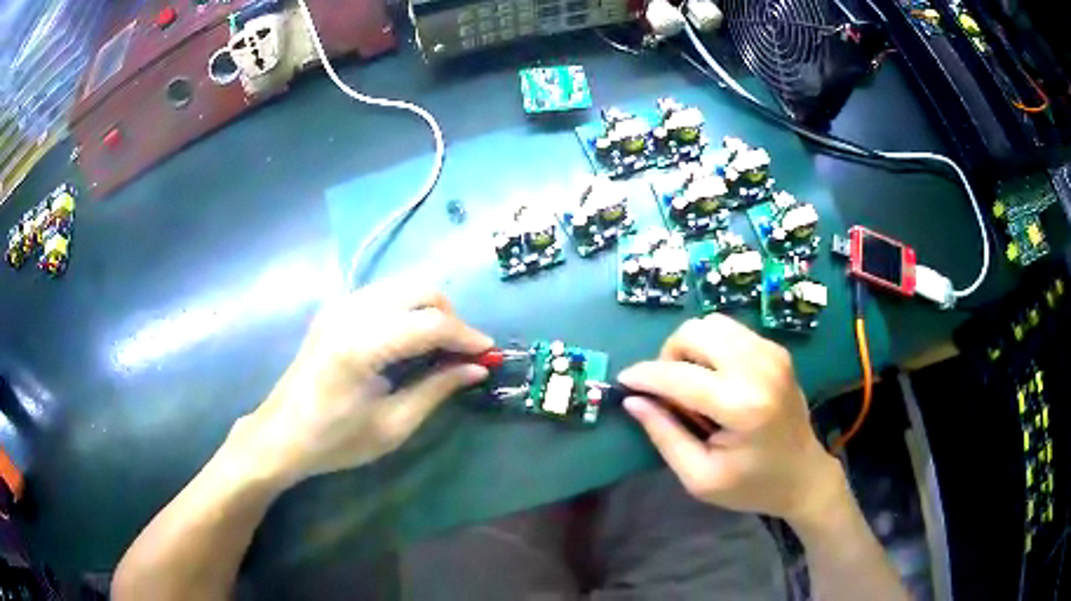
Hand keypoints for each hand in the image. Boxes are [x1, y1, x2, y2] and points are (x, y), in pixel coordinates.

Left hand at [228, 283, 492, 486]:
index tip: (488, 355)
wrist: (282, 434)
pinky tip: (410, 339)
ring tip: (440, 347)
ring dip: (431, 309)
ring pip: (404, 285)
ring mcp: (340, 304)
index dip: (467, 336)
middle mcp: (351, 312)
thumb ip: (437, 390)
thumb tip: (477, 368)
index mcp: (362, 345)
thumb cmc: (335, 440)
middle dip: (451, 317)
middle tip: (462, 353)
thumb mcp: (392, 426)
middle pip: (421, 289)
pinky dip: (408, 308)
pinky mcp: (336, 308)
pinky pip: (385, 293)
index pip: (430, 323)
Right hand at [618, 314, 842, 525]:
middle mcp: (760, 368)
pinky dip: (712, 348)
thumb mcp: (700, 477)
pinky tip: (715, 378)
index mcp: (743, 406)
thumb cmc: (751, 485)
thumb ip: (665, 435)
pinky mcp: (776, 350)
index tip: (624, 382)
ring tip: (692, 383)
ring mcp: (772, 353)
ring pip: (712, 323)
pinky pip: (730, 331)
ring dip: (690, 348)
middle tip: (669, 391)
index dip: (645, 376)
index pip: (679, 375)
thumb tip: (633, 401)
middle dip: (670, 356)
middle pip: (696, 332)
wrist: (804, 475)